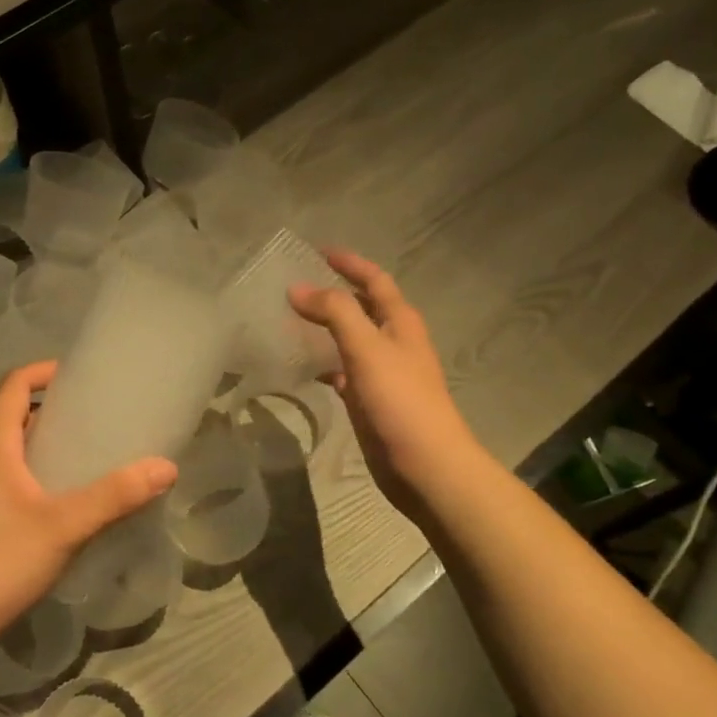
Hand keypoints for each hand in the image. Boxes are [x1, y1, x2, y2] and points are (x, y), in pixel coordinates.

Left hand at [0, 360, 176, 649]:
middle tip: (90, 419)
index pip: (13, 387)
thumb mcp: (66, 526)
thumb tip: (166, 466)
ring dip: (36, 444)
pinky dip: (25, 474)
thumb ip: (116, 496)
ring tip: (77, 458)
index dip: (42, 372)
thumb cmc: (0, 562)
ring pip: (3, 452)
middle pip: (9, 418)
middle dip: (48, 410)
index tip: (76, 374)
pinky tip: (50, 505)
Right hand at [289, 252, 479, 524]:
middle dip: (334, 293)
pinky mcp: (371, 400)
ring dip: (326, 327)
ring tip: (290, 320)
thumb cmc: (401, 400)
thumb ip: (334, 313)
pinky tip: (303, 367)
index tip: (318, 250)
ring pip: (351, 339)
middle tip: (296, 284)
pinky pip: (343, 371)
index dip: (350, 263)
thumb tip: (297, 287)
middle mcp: (393, 342)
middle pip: (362, 307)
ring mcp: (383, 373)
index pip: (375, 280)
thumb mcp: (367, 348)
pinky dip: (324, 363)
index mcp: (400, 322)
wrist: (426, 466)